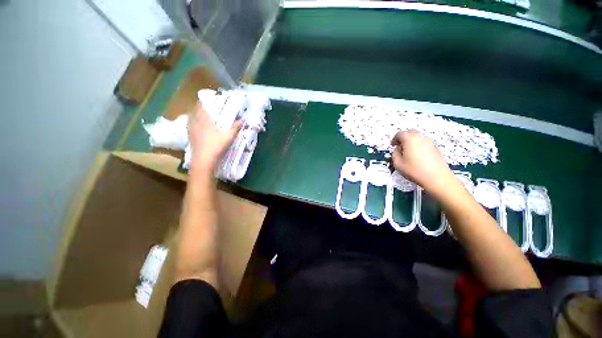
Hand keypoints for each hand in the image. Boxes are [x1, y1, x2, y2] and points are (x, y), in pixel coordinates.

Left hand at [189, 103, 241, 171]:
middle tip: (205, 106)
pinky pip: (190, 126)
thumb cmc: (216, 146)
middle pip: (194, 111)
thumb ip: (235, 127)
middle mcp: (195, 123)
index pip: (201, 106)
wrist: (203, 160)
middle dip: (199, 107)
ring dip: (195, 115)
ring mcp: (191, 131)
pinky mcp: (190, 138)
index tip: (207, 98)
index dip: (203, 101)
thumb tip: (243, 120)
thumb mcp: (229, 136)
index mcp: (204, 120)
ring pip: (191, 119)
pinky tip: (197, 127)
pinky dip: (193, 124)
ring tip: (201, 115)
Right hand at [391, 130, 454, 194]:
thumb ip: (394, 154)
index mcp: (409, 139)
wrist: (437, 178)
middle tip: (399, 147)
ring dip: (412, 142)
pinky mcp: (437, 149)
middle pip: (410, 133)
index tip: (392, 146)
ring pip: (418, 138)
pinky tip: (419, 157)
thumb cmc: (414, 170)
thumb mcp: (397, 163)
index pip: (400, 134)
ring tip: (409, 153)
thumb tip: (398, 149)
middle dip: (403, 138)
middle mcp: (421, 137)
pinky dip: (420, 147)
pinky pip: (425, 144)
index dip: (394, 139)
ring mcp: (430, 142)